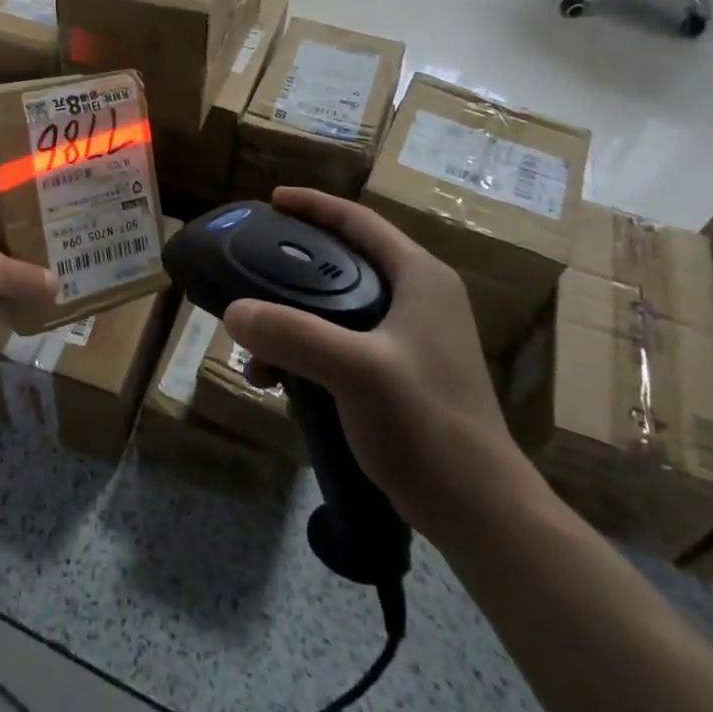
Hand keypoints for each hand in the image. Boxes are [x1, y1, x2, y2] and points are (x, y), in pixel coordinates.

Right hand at [222, 187, 540, 543]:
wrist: (478, 511)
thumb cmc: (426, 423)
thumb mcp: (354, 370)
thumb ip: (292, 334)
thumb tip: (234, 313)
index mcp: (419, 278)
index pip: (359, 222)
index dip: (314, 205)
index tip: (271, 200)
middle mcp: (418, 299)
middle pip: (342, 264)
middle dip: (291, 272)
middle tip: (249, 273)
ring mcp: (411, 340)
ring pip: (336, 310)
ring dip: (292, 324)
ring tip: (256, 352)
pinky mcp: (400, 375)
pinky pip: (340, 347)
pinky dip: (306, 356)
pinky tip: (279, 384)